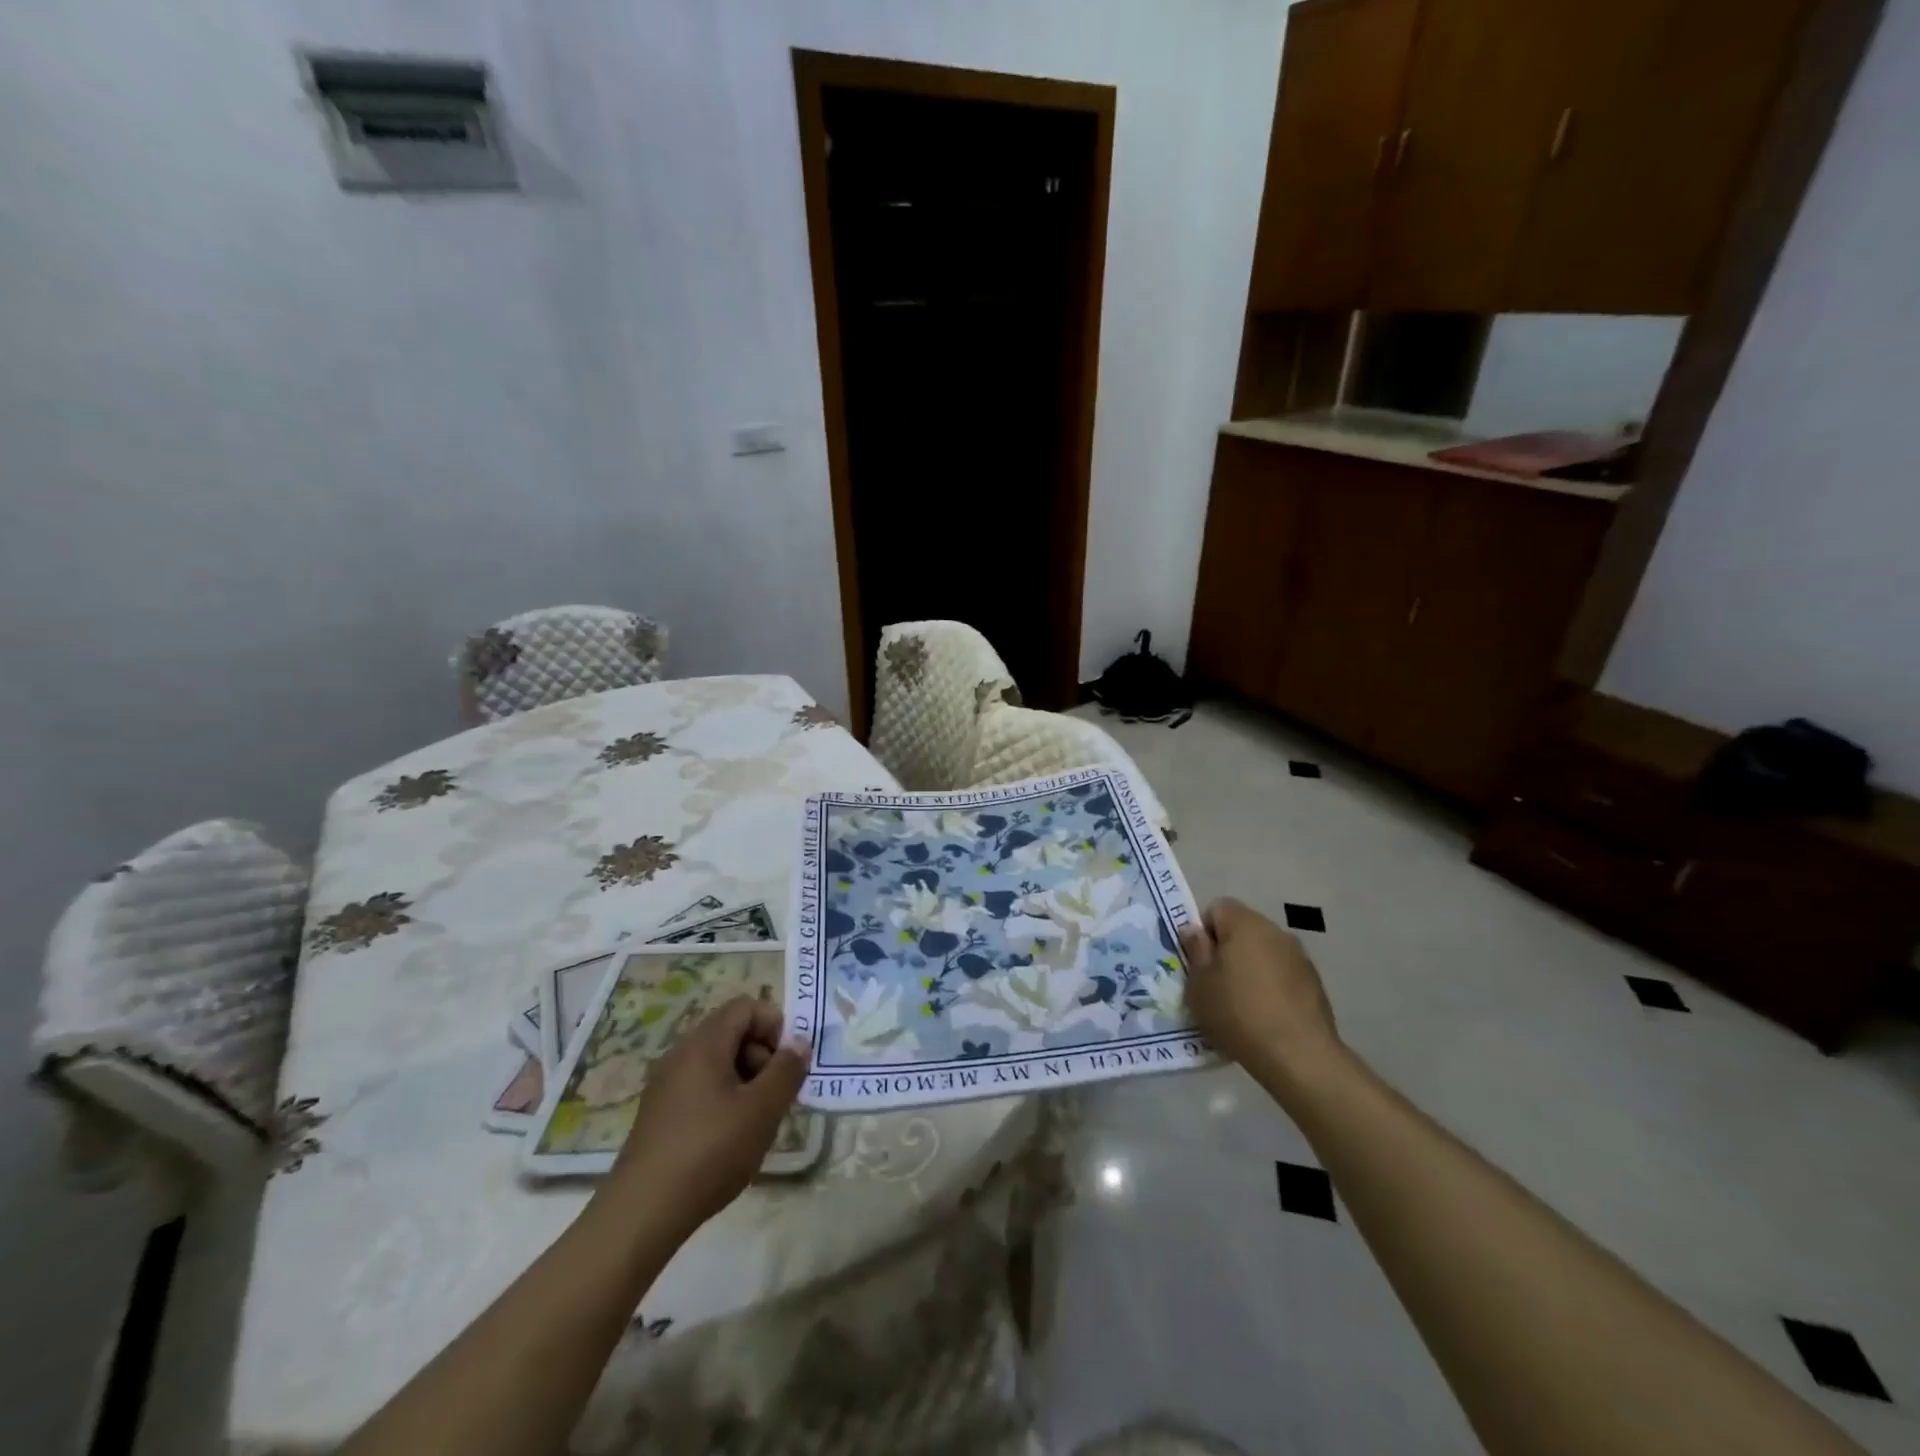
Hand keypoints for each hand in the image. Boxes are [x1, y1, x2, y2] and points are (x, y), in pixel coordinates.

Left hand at [603, 997, 809, 1239]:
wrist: (642, 1214)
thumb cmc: (709, 1151)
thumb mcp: (762, 1109)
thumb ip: (787, 1070)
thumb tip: (799, 1043)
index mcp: (704, 1043)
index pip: (746, 1007)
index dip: (775, 1026)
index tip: (788, 1065)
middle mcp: (681, 1054)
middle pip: (733, 1033)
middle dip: (763, 1057)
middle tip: (776, 1097)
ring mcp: (666, 1085)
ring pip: (719, 1064)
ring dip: (746, 1083)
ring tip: (757, 1124)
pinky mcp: (660, 1115)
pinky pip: (702, 1089)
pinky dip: (724, 1102)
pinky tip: (730, 1141)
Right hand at [1181, 897, 1339, 1078]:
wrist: (1298, 1055)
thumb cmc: (1238, 1013)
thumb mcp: (1199, 984)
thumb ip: (1195, 950)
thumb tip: (1194, 929)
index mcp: (1244, 924)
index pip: (1217, 908)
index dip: (1204, 931)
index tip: (1200, 962)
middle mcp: (1275, 931)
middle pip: (1242, 928)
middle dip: (1227, 949)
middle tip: (1216, 983)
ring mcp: (1299, 956)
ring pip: (1264, 951)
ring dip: (1251, 967)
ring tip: (1243, 1003)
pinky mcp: (1315, 982)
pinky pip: (1283, 973)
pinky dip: (1272, 985)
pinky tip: (1266, 1015)